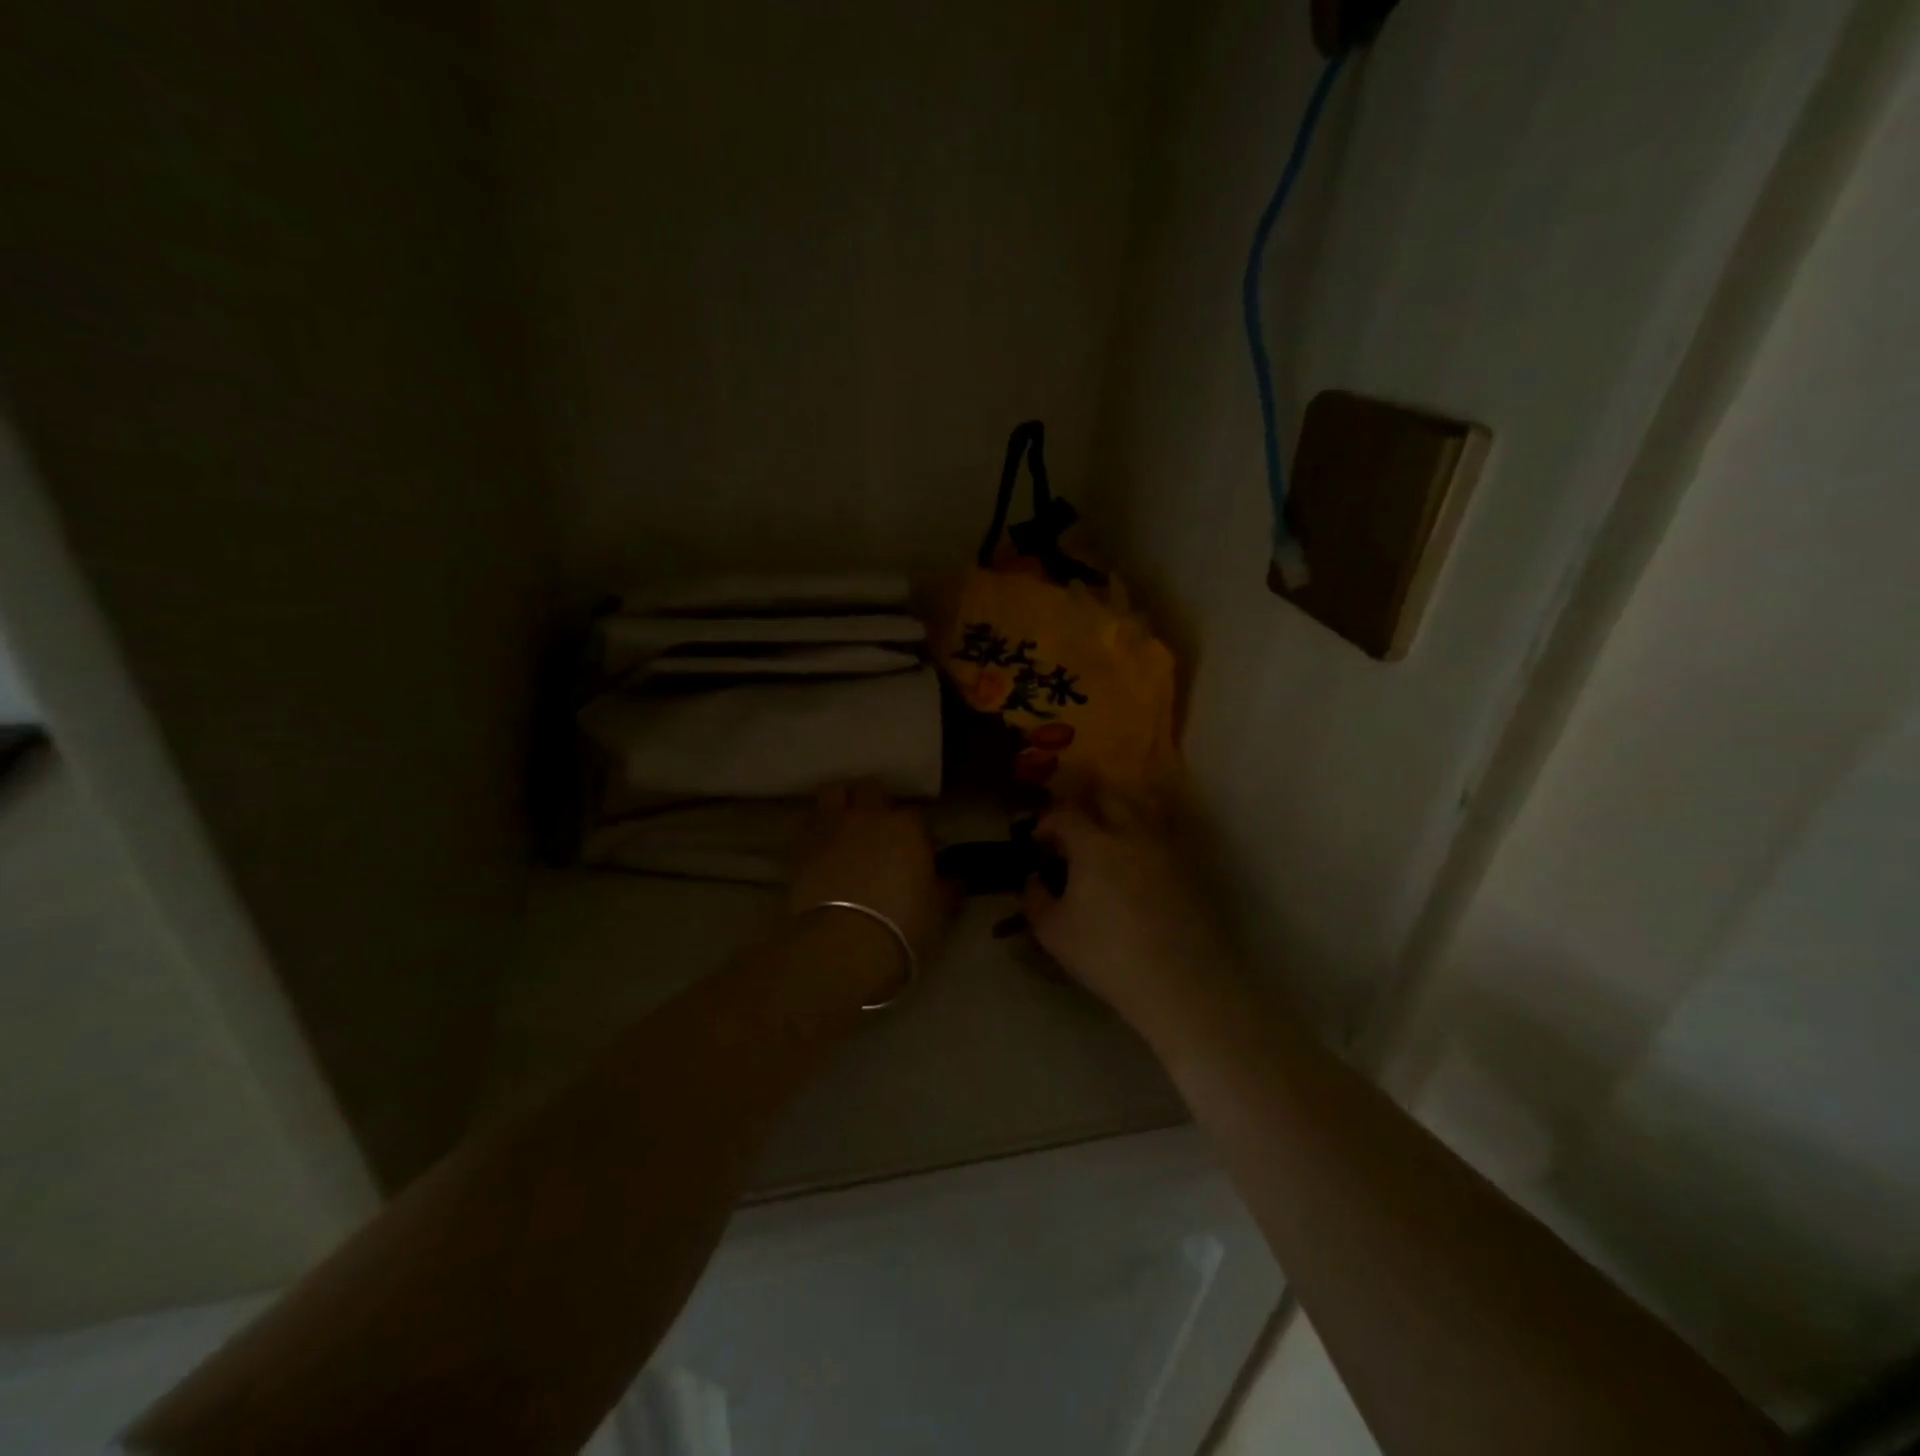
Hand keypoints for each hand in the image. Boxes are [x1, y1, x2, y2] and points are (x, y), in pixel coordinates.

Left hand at [789, 783, 952, 959]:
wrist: (842, 943)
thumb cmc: (902, 925)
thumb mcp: (939, 909)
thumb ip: (948, 886)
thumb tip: (955, 877)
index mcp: (907, 827)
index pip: (917, 815)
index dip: (919, 831)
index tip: (921, 851)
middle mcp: (869, 816)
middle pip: (872, 790)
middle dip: (877, 804)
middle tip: (880, 830)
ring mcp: (832, 826)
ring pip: (834, 793)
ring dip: (842, 803)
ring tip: (846, 824)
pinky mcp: (801, 845)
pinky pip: (807, 822)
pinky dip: (816, 828)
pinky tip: (821, 845)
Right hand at [1023, 795, 1236, 1031]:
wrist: (1179, 981)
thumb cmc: (1107, 955)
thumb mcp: (1053, 933)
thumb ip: (1034, 900)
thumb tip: (1034, 880)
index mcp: (1093, 844)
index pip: (1064, 814)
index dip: (1046, 822)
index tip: (1038, 842)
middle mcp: (1130, 833)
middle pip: (1108, 795)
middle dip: (1085, 804)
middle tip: (1073, 828)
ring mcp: (1164, 847)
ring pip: (1143, 805)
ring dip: (1121, 808)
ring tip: (1109, 831)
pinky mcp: (1188, 866)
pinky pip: (1164, 831)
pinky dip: (1147, 831)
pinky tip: (1138, 855)